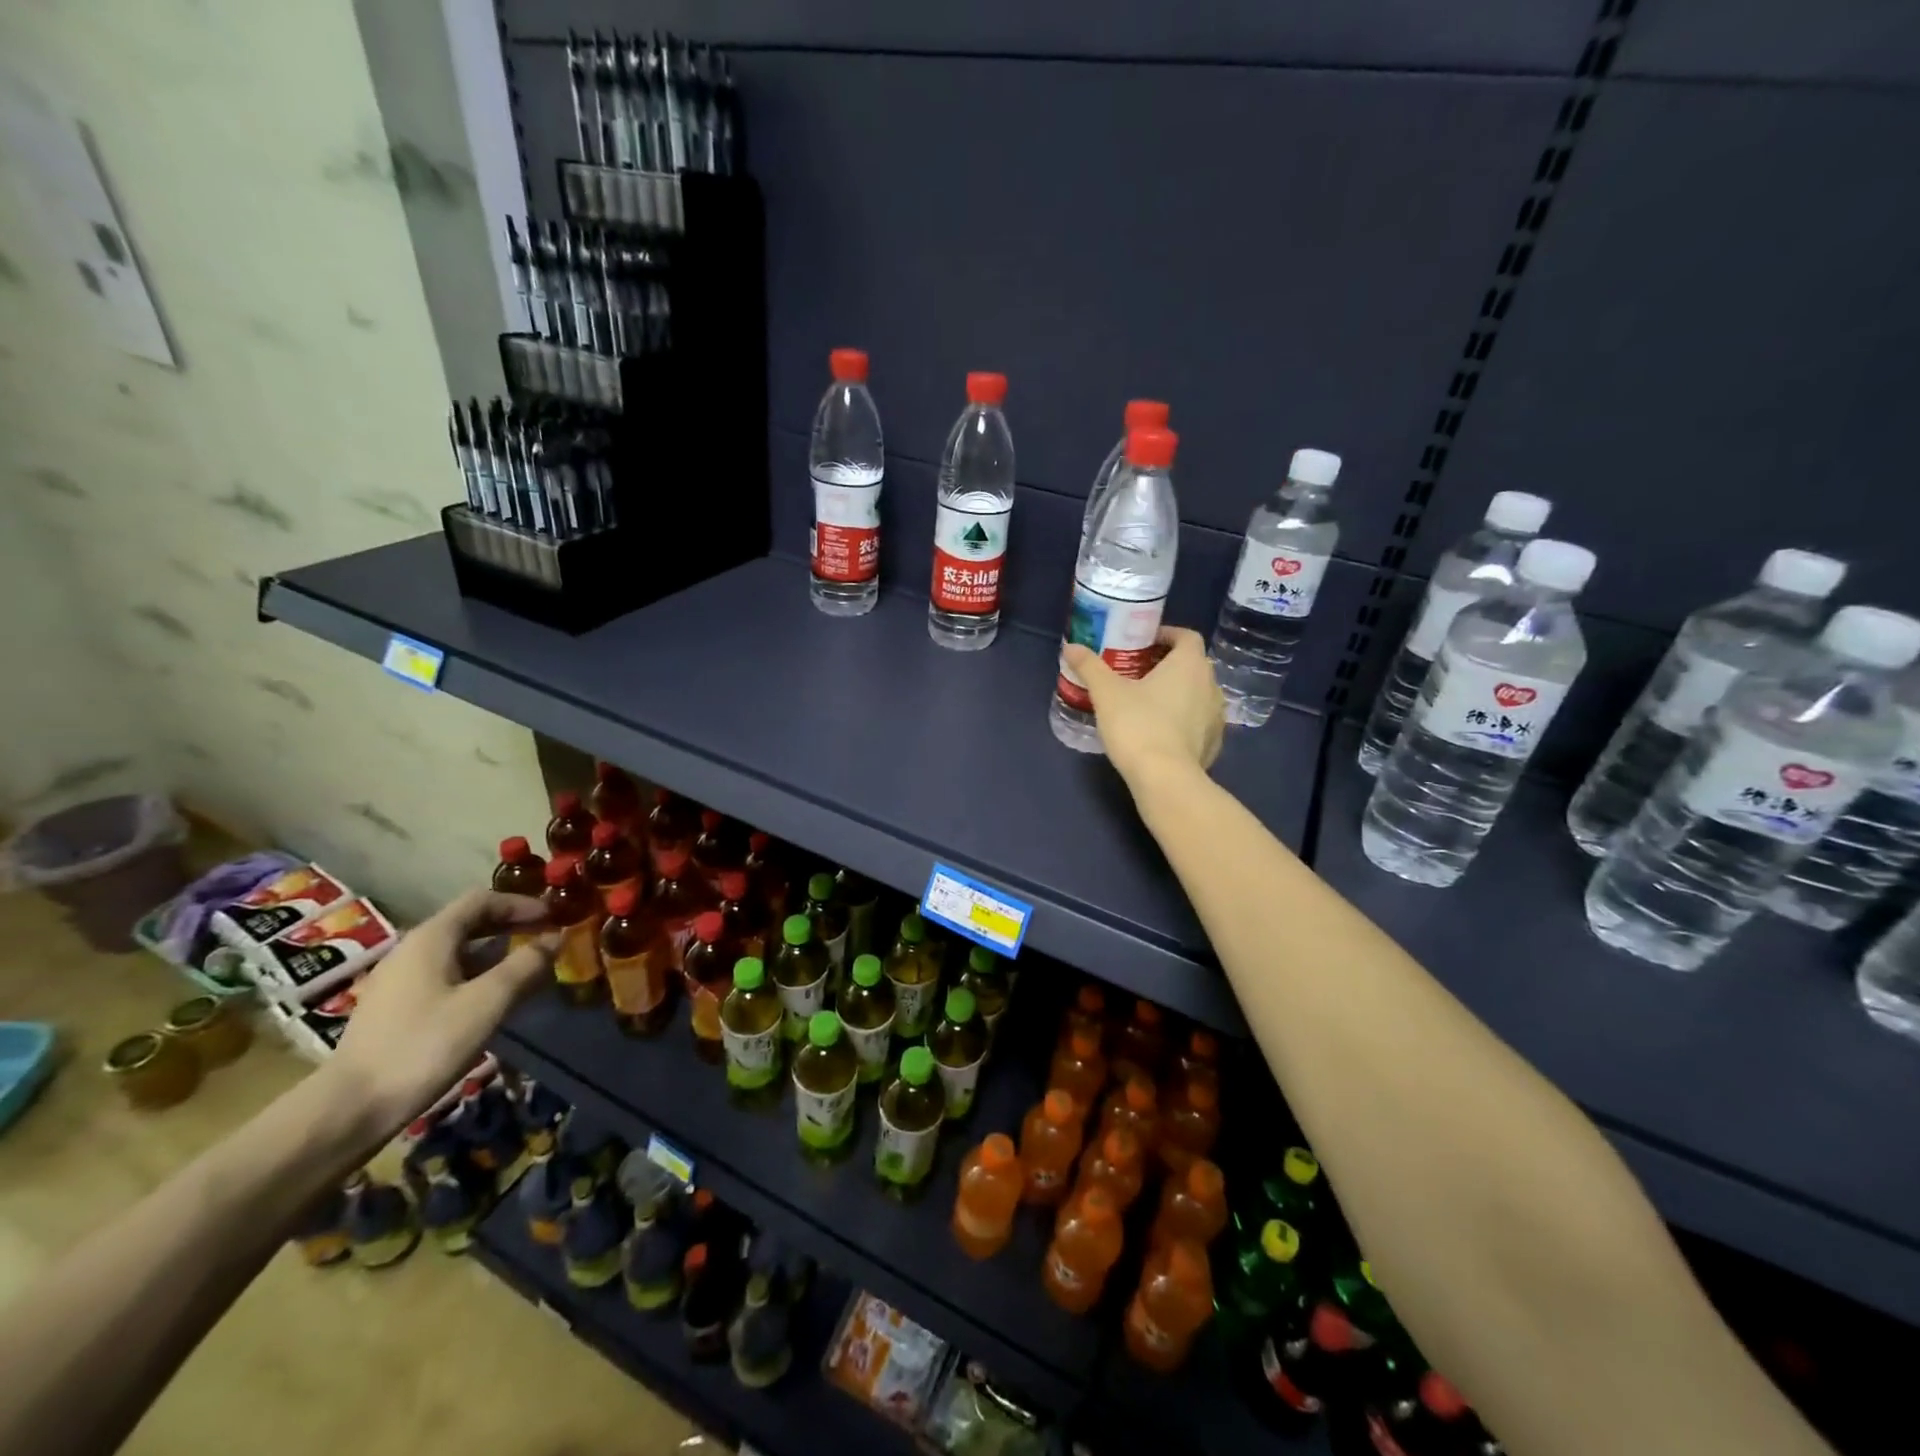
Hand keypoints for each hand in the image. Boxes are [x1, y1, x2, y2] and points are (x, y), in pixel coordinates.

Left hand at [325, 890, 556, 1133]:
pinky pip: (445, 974)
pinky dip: (477, 974)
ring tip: (527, 969)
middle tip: (547, 938)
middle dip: (511, 925)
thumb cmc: (424, 1045)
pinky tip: (493, 999)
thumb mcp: (488, 1002)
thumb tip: (556, 938)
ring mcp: (399, 979)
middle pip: (469, 922)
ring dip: (496, 952)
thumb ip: (526, 965)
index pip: (482, 900)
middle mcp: (412, 949)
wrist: (350, 1109)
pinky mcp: (395, 1007)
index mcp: (431, 938)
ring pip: (458, 951)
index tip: (554, 917)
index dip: (522, 904)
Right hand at [1061, 626, 1224, 783]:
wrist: (1165, 779)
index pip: (1187, 636)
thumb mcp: (1106, 693)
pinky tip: (1162, 732)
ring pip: (1198, 694)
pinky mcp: (1214, 743)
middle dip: (1168, 665)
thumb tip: (1071, 647)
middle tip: (1138, 673)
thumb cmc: (1137, 725)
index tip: (1143, 643)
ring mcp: (1216, 716)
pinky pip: (1200, 722)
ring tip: (1149, 703)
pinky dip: (1184, 720)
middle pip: (1192, 665)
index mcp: (1189, 665)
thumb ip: (1089, 666)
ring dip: (1178, 693)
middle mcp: (1211, 685)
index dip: (1166, 635)